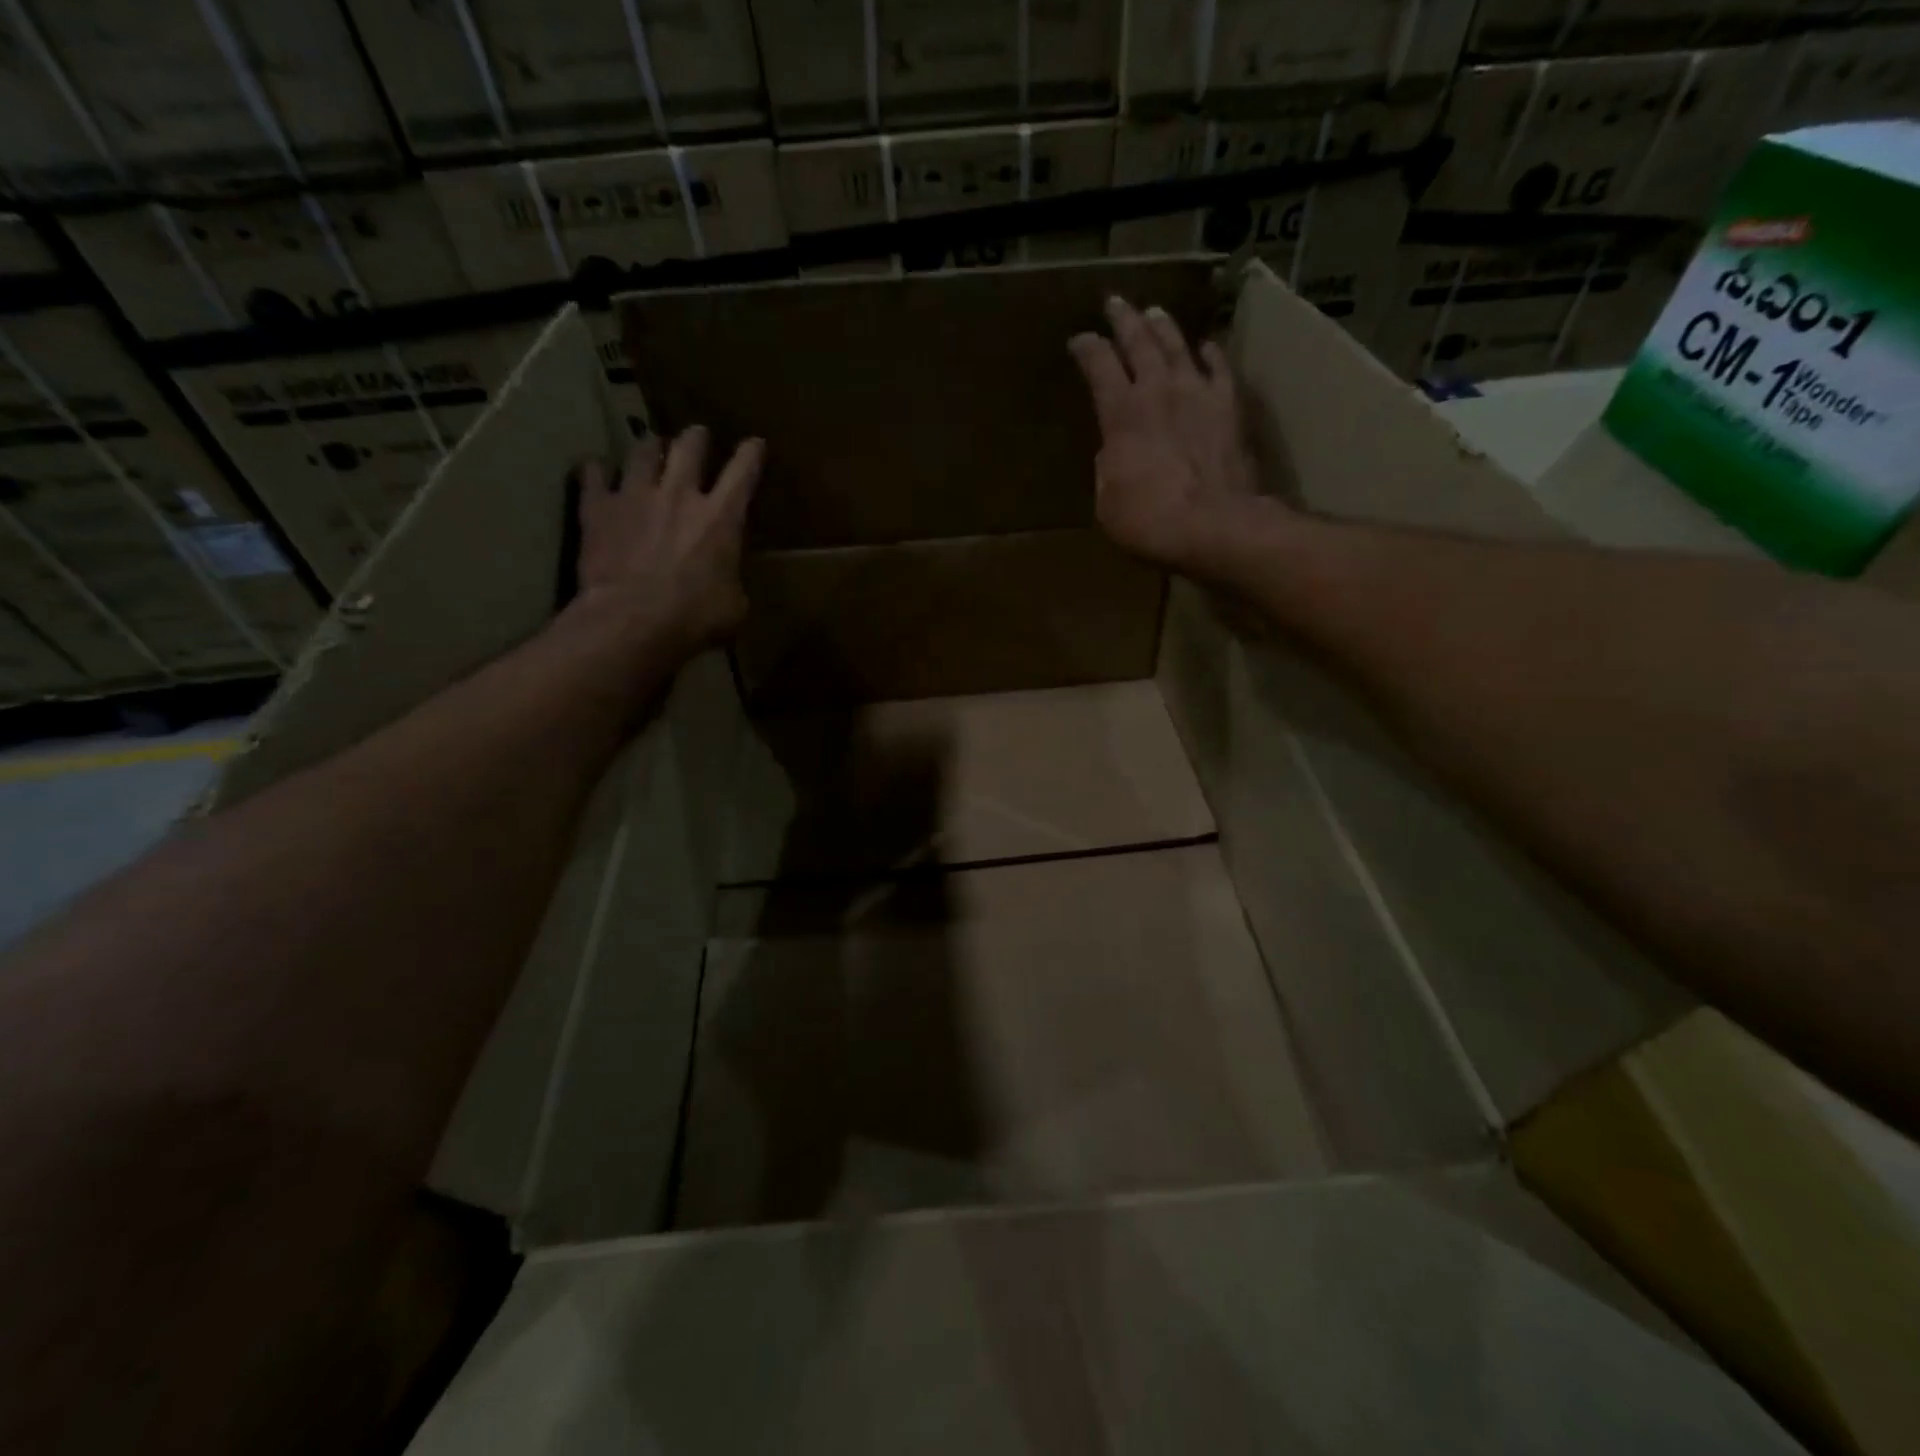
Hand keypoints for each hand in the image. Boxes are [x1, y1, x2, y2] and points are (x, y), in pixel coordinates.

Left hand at [572, 426, 762, 656]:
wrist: (632, 621)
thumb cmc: (694, 618)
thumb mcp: (734, 606)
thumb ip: (731, 580)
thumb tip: (726, 580)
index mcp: (721, 518)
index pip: (743, 472)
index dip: (751, 454)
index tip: (754, 443)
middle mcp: (679, 495)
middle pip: (689, 447)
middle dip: (696, 438)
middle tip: (697, 436)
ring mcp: (635, 496)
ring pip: (643, 451)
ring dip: (650, 447)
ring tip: (650, 447)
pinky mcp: (599, 509)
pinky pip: (592, 474)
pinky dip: (596, 470)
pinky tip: (596, 471)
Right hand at [1068, 296, 1264, 577]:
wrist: (1213, 524)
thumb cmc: (1149, 520)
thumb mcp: (1108, 501)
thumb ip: (1108, 467)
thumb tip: (1115, 451)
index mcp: (1121, 414)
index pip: (1098, 366)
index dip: (1087, 349)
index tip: (1079, 340)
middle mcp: (1158, 391)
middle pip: (1139, 343)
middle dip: (1124, 321)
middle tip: (1115, 303)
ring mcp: (1198, 394)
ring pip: (1178, 346)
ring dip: (1163, 327)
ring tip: (1154, 312)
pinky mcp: (1229, 407)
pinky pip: (1219, 369)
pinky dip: (1211, 353)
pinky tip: (1206, 345)